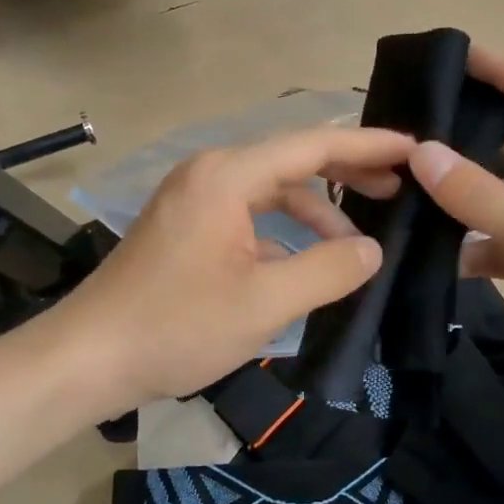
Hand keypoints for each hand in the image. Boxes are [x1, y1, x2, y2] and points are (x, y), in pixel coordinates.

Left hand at [51, 126, 412, 412]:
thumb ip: (328, 271)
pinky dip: (283, 234)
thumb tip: (371, 251)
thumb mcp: (265, 302)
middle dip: (347, 173)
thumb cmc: (176, 327)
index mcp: (228, 176)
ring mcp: (194, 200)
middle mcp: (210, 173)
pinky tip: (305, 265)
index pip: (313, 145)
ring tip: (356, 246)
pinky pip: (248, 216)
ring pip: (271, 193)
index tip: (415, 149)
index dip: (369, 145)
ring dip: (315, 214)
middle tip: (399, 189)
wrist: (87, 359)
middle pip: (293, 161)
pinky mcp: (186, 227)